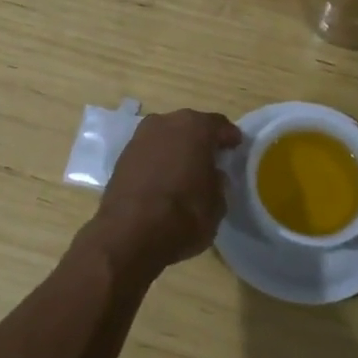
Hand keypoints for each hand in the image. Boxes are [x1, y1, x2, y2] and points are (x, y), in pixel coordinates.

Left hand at [90, 109, 241, 274]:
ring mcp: (140, 137)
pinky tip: (164, 178)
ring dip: (177, 149)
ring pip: (167, 137)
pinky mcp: (122, 156)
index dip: (229, 137)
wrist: (128, 233)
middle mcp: (166, 123)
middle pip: (190, 126)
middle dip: (201, 140)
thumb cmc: (183, 215)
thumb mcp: (217, 204)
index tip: (236, 148)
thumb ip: (218, 183)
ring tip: (187, 170)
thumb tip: (212, 176)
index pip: (219, 125)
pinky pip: (149, 152)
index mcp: (195, 127)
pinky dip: (158, 161)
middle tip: (212, 158)